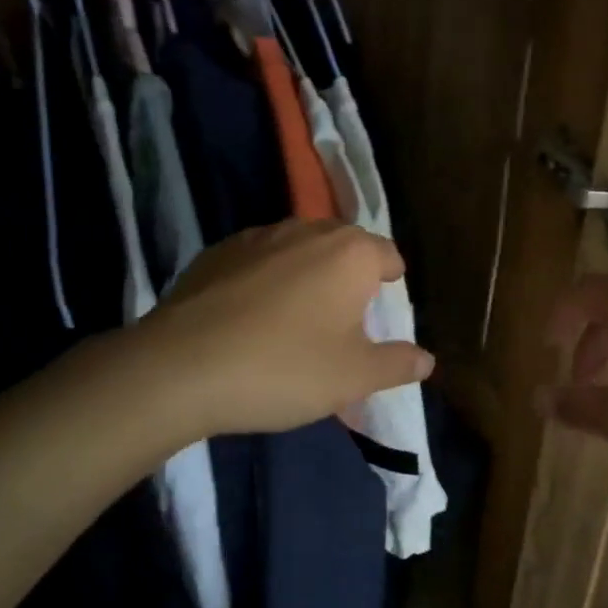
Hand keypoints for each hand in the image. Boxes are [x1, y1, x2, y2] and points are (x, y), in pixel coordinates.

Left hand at [138, 221, 433, 443]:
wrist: (179, 369)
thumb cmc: (284, 368)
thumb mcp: (354, 377)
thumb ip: (397, 364)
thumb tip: (427, 359)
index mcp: (350, 253)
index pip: (387, 254)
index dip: (391, 280)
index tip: (384, 307)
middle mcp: (307, 231)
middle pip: (344, 245)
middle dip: (350, 274)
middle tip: (345, 318)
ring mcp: (256, 237)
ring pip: (299, 248)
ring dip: (307, 273)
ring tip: (297, 317)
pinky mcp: (215, 253)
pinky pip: (258, 260)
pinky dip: (266, 279)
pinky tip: (251, 318)